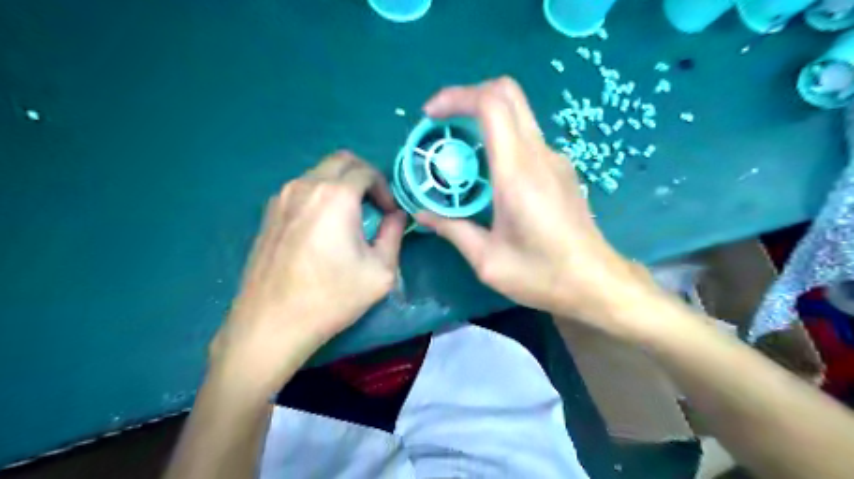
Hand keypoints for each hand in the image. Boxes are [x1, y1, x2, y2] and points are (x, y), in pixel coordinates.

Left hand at [210, 151, 404, 394]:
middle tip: (375, 205)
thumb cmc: (332, 297)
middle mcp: (306, 186)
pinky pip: (302, 189)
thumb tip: (397, 216)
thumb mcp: (380, 271)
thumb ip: (394, 234)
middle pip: (341, 161)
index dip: (385, 189)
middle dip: (364, 177)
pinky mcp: (268, 213)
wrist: (272, 323)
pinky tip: (323, 227)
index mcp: (336, 196)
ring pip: (319, 173)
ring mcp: (282, 197)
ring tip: (351, 216)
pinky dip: (320, 195)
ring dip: (341, 185)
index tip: (390, 214)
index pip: (367, 171)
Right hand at [418, 77, 655, 335]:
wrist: (596, 283)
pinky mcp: (562, 170)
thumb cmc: (541, 275)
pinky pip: (527, 138)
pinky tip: (489, 174)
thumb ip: (453, 230)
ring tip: (459, 153)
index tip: (431, 115)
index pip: (491, 104)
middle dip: (469, 96)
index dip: (457, 97)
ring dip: (484, 119)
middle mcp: (540, 155)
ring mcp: (555, 159)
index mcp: (517, 172)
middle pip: (507, 94)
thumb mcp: (487, 260)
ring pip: (518, 114)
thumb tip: (422, 214)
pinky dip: (501, 139)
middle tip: (442, 122)